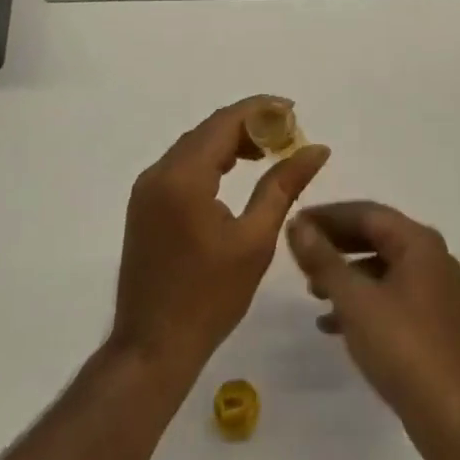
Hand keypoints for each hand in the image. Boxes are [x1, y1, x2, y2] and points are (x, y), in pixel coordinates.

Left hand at [111, 102, 330, 381]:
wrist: (152, 349)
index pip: (225, 122)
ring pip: (194, 145)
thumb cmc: (209, 298)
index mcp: (184, 176)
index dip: (261, 110)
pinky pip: (181, 165)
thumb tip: (316, 148)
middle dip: (248, 124)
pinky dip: (210, 160)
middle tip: (287, 134)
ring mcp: (146, 188)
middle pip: (208, 129)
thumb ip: (283, 186)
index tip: (294, 110)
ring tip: (267, 151)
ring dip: (229, 141)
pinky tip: (234, 173)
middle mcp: (159, 171)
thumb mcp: (255, 240)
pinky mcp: (144, 204)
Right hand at [286, 201, 459, 451]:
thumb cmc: (405, 349)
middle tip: (300, 253)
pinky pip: (390, 296)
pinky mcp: (432, 323)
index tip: (295, 223)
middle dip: (336, 245)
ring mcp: (434, 292)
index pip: (366, 213)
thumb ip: (323, 260)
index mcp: (419, 242)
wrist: (458, 422)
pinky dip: (361, 302)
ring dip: (345, 275)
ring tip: (312, 291)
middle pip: (375, 237)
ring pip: (381, 268)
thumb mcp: (356, 301)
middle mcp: (430, 258)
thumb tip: (297, 225)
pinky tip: (332, 324)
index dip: (327, 216)